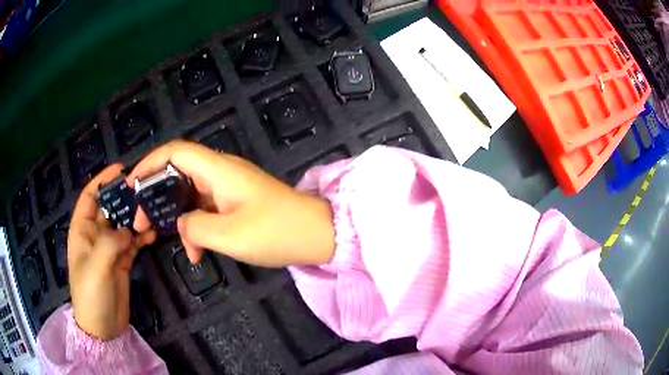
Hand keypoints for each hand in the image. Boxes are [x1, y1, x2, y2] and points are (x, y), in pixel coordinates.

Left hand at [69, 165, 155, 340]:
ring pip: (123, 225)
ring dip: (135, 218)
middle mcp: (95, 236)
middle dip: (123, 198)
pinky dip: (142, 238)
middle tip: (144, 190)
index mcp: (82, 231)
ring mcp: (109, 250)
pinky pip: (132, 244)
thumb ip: (109, 243)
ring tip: (153, 211)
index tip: (121, 169)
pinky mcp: (122, 262)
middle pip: (109, 209)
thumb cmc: (91, 295)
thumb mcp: (96, 267)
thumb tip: (127, 229)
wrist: (103, 327)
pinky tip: (153, 234)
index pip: (90, 197)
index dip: (102, 180)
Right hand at [128, 140, 334, 266]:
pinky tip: (196, 253)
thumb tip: (180, 223)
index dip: (149, 163)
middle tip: (142, 222)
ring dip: (175, 217)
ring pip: (189, 195)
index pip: (175, 152)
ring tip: (162, 240)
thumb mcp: (229, 235)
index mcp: (218, 170)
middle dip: (155, 195)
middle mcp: (221, 172)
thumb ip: (195, 227)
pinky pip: (205, 209)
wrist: (318, 235)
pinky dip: (195, 227)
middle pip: (177, 173)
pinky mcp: (235, 202)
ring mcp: (228, 187)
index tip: (131, 186)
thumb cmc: (277, 232)